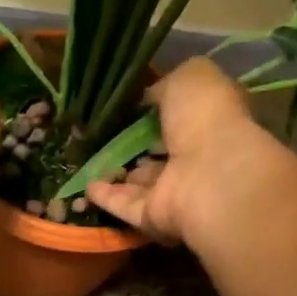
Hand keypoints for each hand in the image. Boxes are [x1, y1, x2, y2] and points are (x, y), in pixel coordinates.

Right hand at [85, 57, 281, 247]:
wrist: (209, 174)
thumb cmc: (205, 118)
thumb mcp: (190, 78)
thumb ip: (167, 84)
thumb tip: (149, 96)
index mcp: (210, 123)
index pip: (183, 116)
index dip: (160, 109)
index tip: (132, 105)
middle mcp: (196, 159)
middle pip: (162, 151)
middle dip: (139, 146)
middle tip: (106, 136)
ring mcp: (176, 191)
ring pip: (143, 182)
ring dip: (120, 173)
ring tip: (89, 160)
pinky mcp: (155, 217)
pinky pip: (126, 205)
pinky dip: (106, 197)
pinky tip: (85, 186)